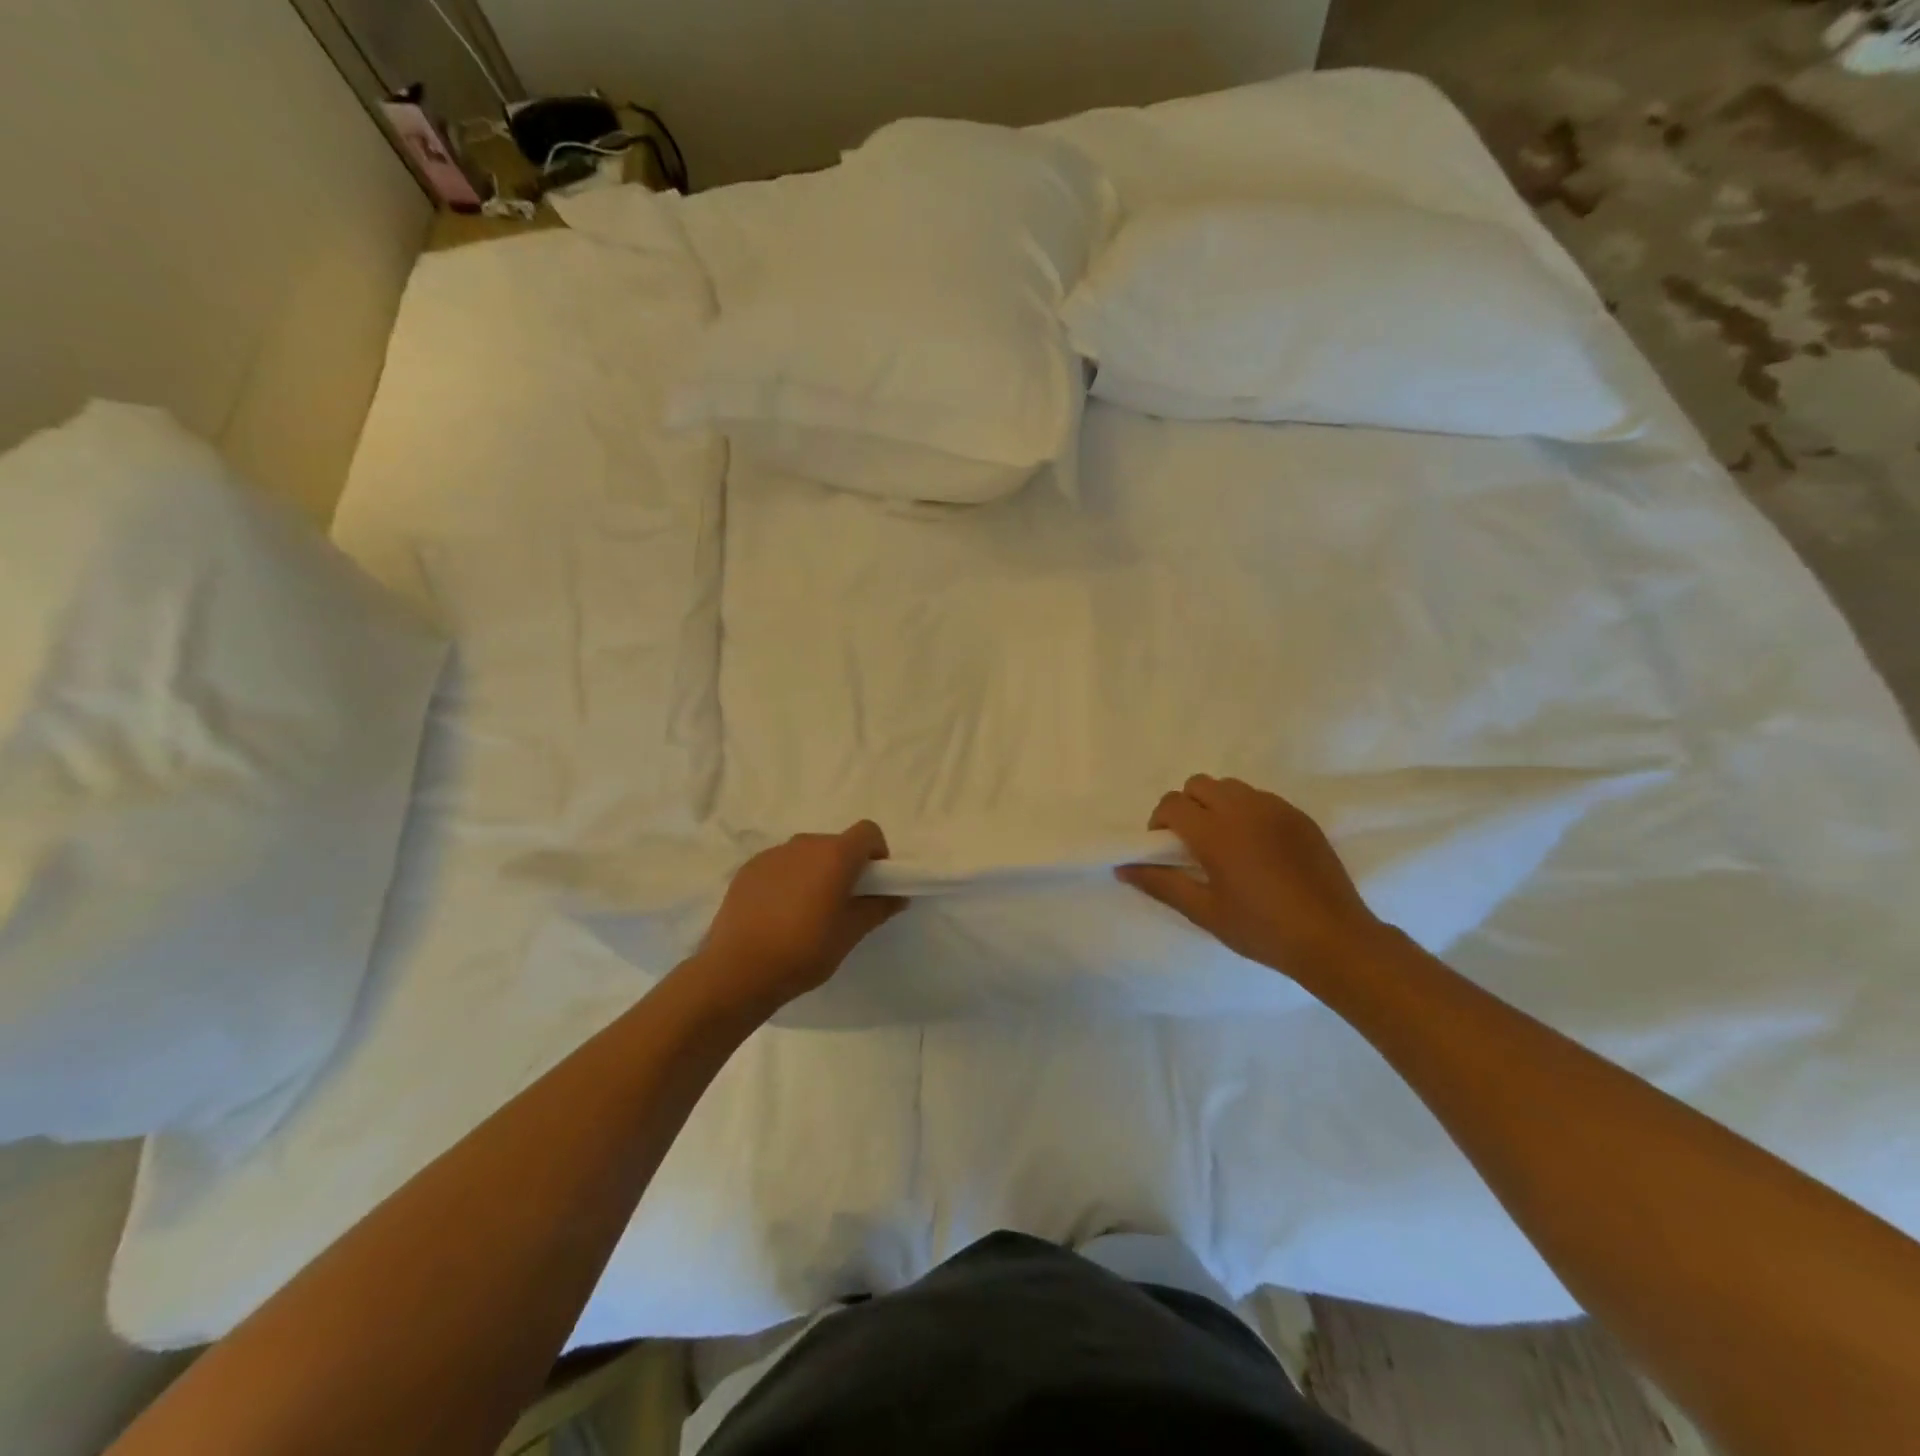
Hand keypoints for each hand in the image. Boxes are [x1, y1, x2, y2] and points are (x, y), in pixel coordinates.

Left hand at [689, 822, 906, 1017]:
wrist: (738, 970)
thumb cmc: (805, 950)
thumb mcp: (850, 934)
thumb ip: (878, 908)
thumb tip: (897, 896)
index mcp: (835, 855)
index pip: (868, 832)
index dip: (877, 853)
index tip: (874, 883)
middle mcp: (804, 844)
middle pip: (836, 843)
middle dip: (846, 866)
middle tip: (842, 903)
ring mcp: (772, 854)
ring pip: (806, 854)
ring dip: (815, 872)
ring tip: (807, 912)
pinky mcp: (748, 869)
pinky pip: (780, 866)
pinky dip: (788, 880)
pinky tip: (778, 915)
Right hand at [1117, 775, 1384, 980]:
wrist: (1333, 938)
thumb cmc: (1261, 929)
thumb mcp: (1204, 911)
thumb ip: (1160, 884)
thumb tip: (1122, 869)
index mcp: (1215, 832)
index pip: (1172, 804)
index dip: (1160, 822)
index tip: (1166, 849)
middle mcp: (1243, 809)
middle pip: (1198, 784)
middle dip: (1187, 806)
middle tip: (1192, 843)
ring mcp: (1275, 809)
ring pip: (1230, 786)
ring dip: (1216, 804)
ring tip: (1225, 842)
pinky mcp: (1299, 816)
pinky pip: (1260, 798)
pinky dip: (1247, 811)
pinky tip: (1257, 848)